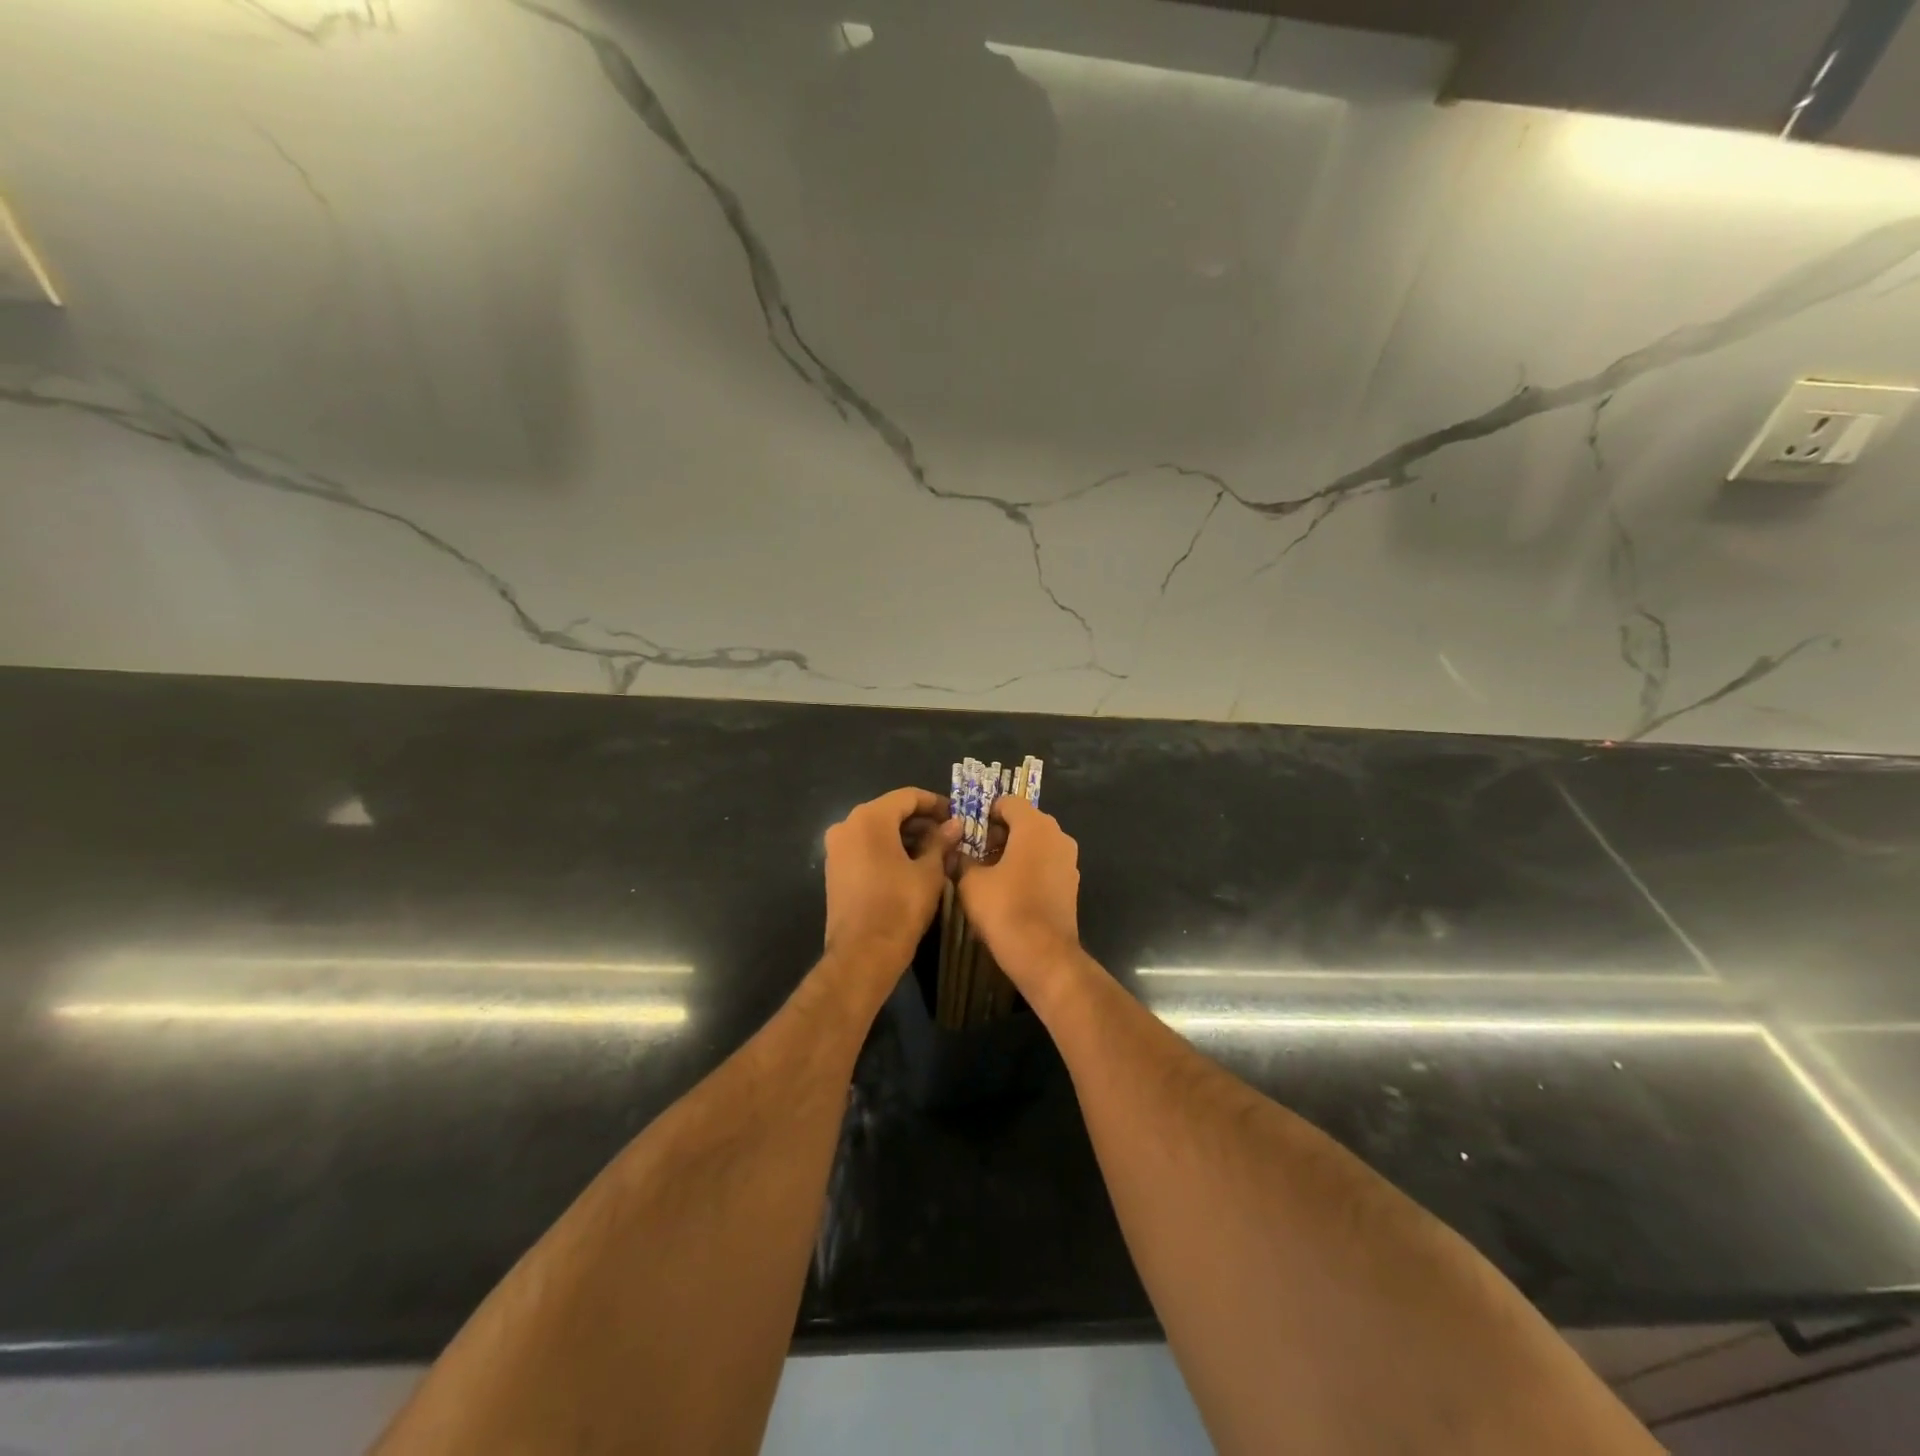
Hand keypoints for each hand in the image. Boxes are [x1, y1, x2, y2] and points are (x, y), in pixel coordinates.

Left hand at [822, 787, 960, 989]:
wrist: (862, 954)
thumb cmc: (900, 906)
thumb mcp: (929, 872)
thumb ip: (941, 842)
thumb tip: (955, 825)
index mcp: (870, 818)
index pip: (908, 796)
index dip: (935, 803)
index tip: (957, 816)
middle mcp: (847, 825)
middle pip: (890, 811)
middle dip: (921, 822)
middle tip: (949, 836)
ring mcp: (837, 848)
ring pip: (876, 830)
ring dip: (905, 836)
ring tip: (935, 852)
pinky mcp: (835, 870)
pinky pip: (865, 848)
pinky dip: (887, 850)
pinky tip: (910, 865)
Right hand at [956, 797, 1082, 997]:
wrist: (1043, 955)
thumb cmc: (1005, 909)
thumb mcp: (971, 882)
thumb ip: (962, 859)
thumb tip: (955, 852)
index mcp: (1035, 825)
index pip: (1008, 802)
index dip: (984, 813)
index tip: (968, 833)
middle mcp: (1057, 835)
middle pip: (1024, 821)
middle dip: (998, 833)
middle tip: (974, 853)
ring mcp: (1069, 860)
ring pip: (1035, 843)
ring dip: (1012, 851)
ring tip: (988, 873)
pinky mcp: (1071, 883)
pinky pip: (1045, 862)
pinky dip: (1027, 867)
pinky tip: (1008, 890)